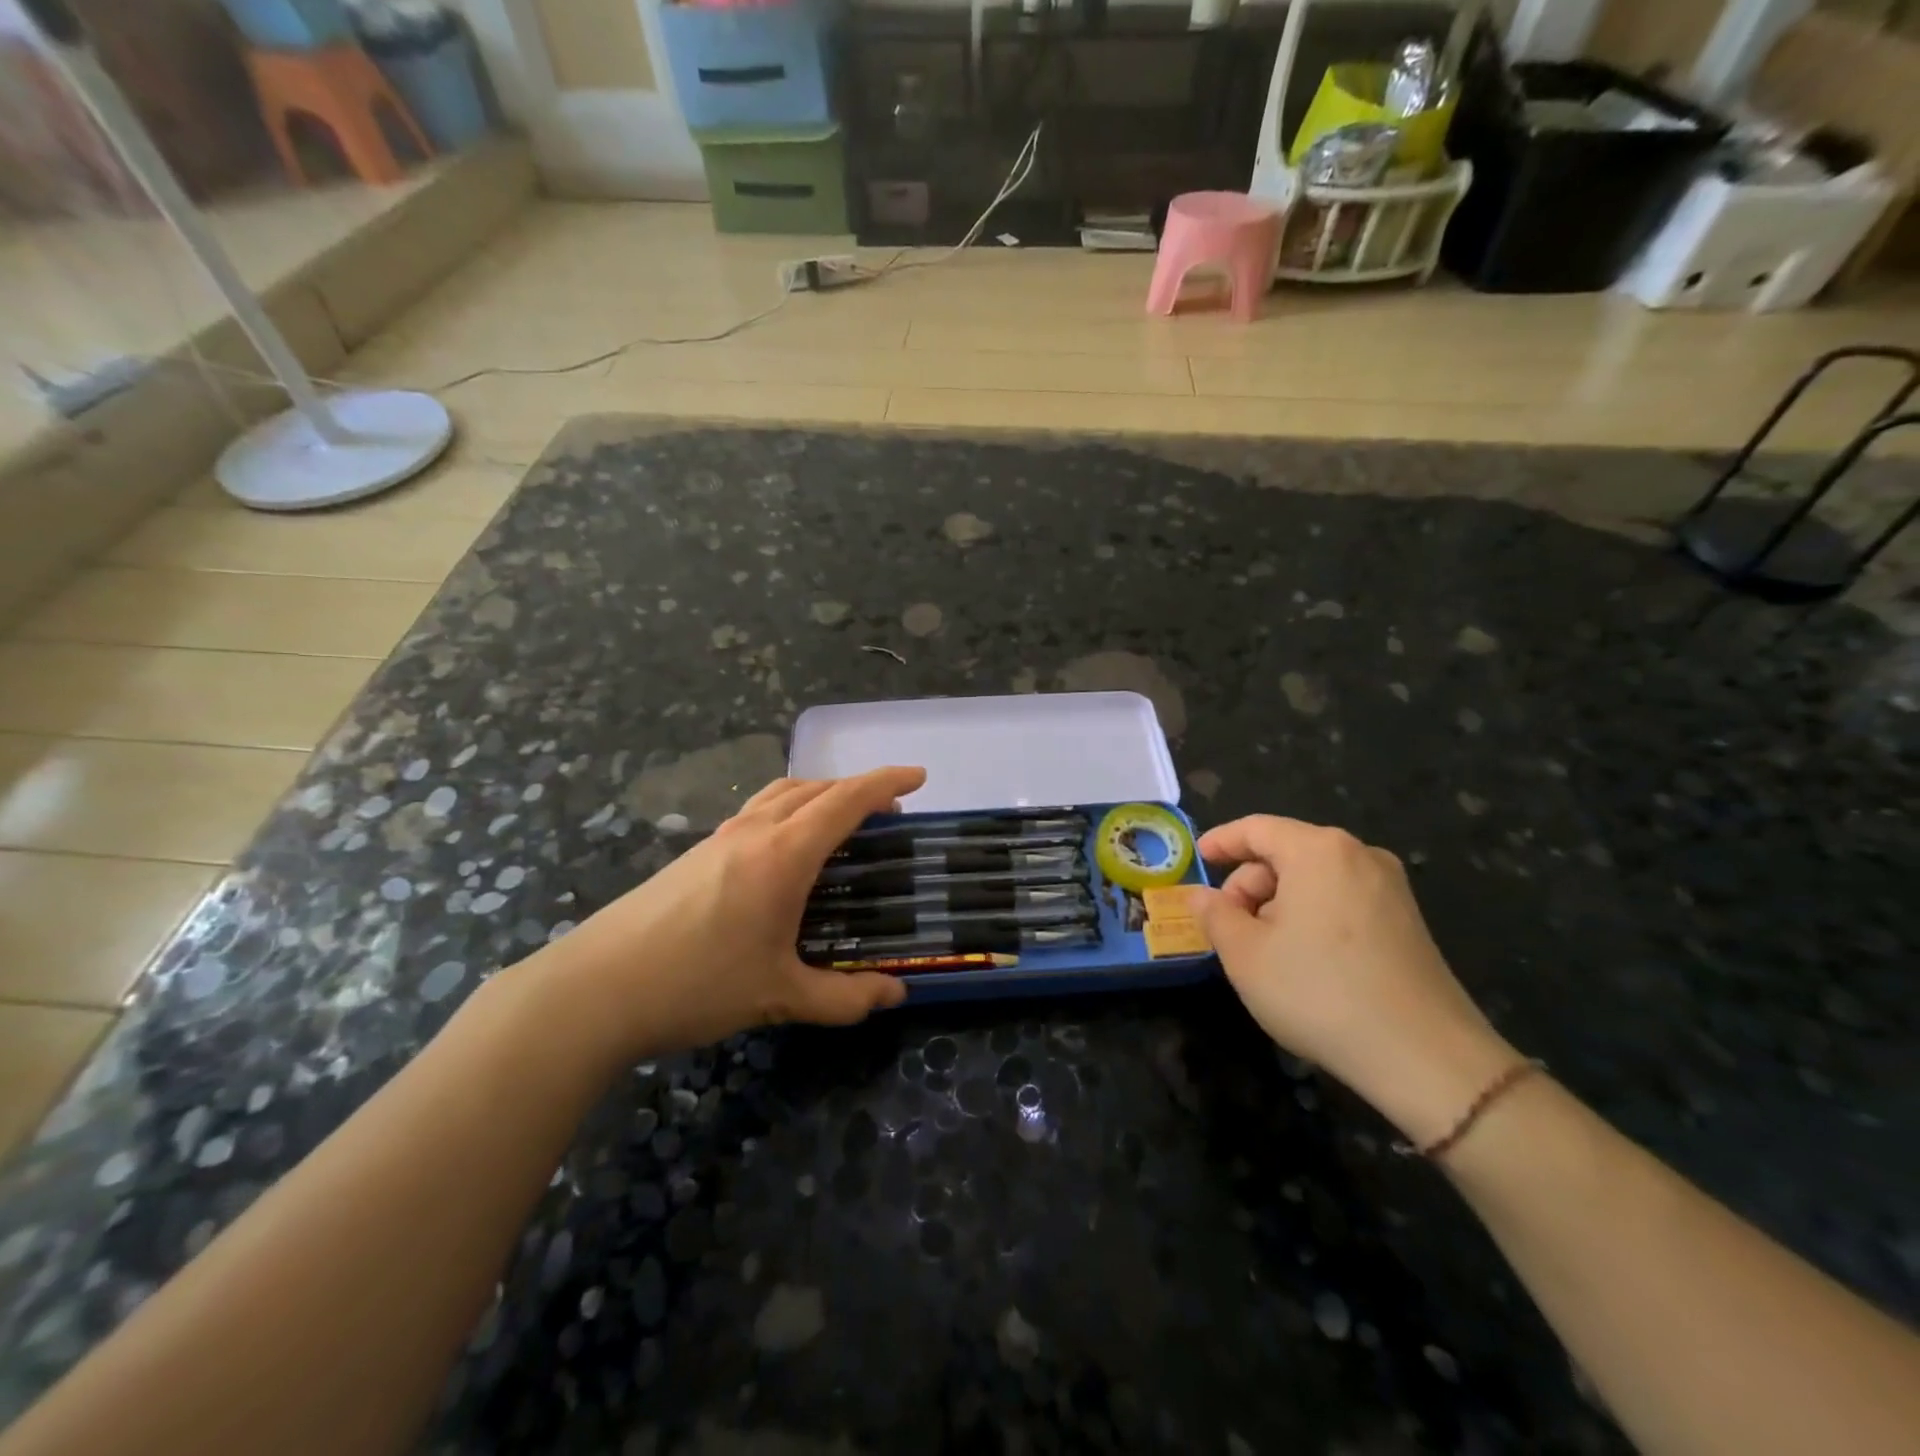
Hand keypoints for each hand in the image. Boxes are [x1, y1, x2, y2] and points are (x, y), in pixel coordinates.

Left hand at [532, 767, 924, 1063]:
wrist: (594, 989)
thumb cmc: (696, 984)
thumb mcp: (779, 995)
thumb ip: (843, 997)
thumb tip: (895, 995)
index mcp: (783, 854)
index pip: (846, 800)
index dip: (886, 783)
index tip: (919, 778)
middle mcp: (753, 832)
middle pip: (815, 788)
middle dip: (857, 789)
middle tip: (888, 812)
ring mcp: (718, 838)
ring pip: (781, 793)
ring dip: (819, 794)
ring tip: (841, 821)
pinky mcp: (695, 853)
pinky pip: (756, 811)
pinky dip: (788, 810)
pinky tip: (785, 849)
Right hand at [1191, 816, 1520, 1147]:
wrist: (1425, 1057)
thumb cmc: (1319, 992)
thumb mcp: (1245, 955)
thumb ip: (1215, 915)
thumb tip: (1202, 896)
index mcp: (1317, 850)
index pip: (1256, 828)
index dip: (1220, 841)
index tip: (1196, 860)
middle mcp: (1359, 855)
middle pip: (1286, 853)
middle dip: (1249, 884)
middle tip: (1227, 928)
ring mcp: (1390, 888)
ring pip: (1314, 879)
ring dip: (1278, 904)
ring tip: (1263, 951)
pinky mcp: (1407, 921)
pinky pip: (1342, 900)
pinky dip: (1311, 917)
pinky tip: (1302, 960)